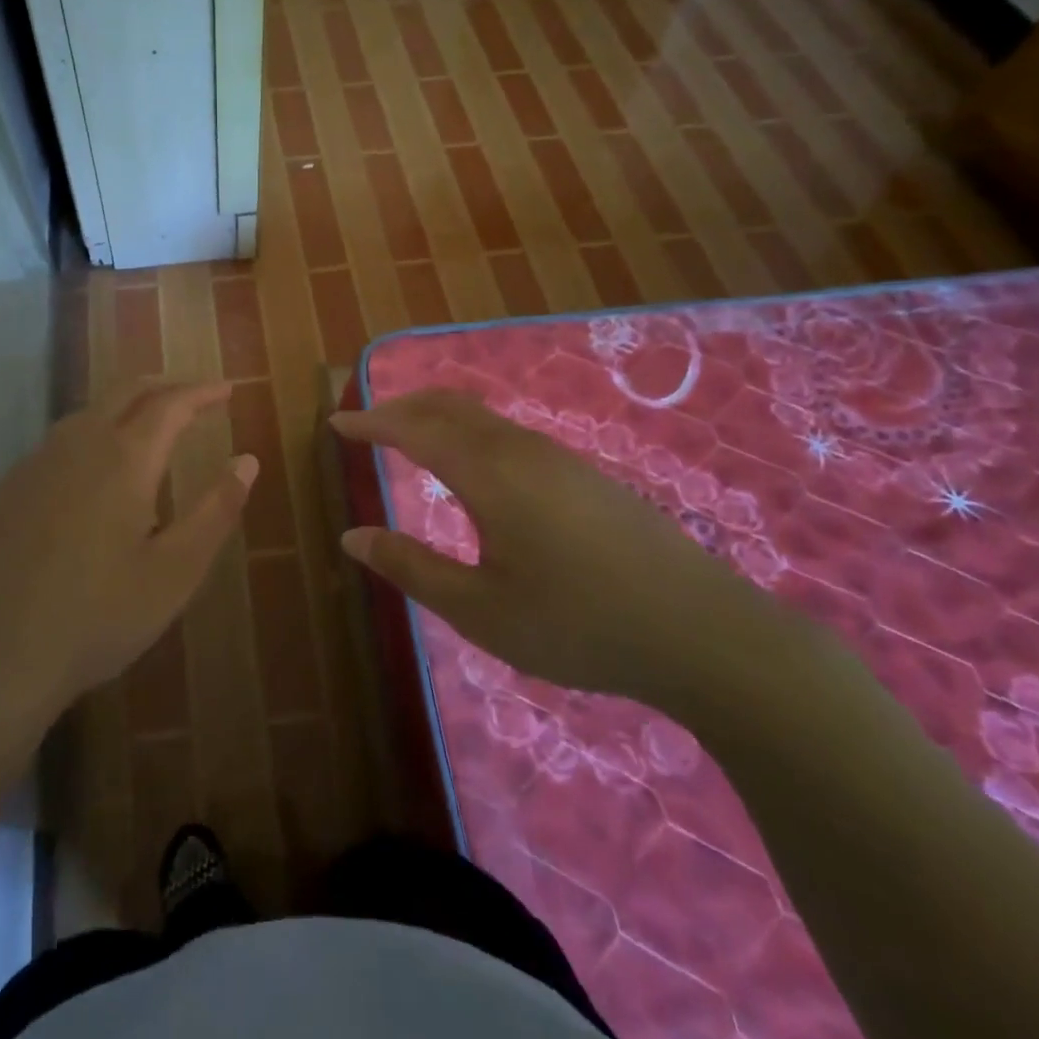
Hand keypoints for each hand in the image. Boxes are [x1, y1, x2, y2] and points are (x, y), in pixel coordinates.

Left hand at [0, 379, 256, 744]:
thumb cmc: (96, 618)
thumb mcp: (174, 573)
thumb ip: (216, 511)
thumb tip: (247, 460)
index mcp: (123, 459)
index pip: (171, 404)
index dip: (202, 392)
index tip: (227, 389)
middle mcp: (76, 446)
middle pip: (125, 392)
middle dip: (164, 386)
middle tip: (193, 396)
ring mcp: (33, 465)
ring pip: (86, 414)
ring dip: (124, 407)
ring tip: (148, 425)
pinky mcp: (4, 490)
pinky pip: (56, 444)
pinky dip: (89, 436)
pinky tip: (91, 472)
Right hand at [332, 389, 756, 704]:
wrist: (702, 632)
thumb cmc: (577, 624)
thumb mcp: (480, 610)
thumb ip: (412, 568)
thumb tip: (352, 537)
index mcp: (488, 474)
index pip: (414, 430)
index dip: (371, 424)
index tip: (336, 424)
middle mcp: (520, 450)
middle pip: (449, 406)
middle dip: (401, 407)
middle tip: (367, 424)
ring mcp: (559, 458)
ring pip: (483, 417)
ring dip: (437, 417)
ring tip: (410, 438)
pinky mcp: (585, 475)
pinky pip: (508, 434)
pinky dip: (469, 432)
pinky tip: (474, 467)